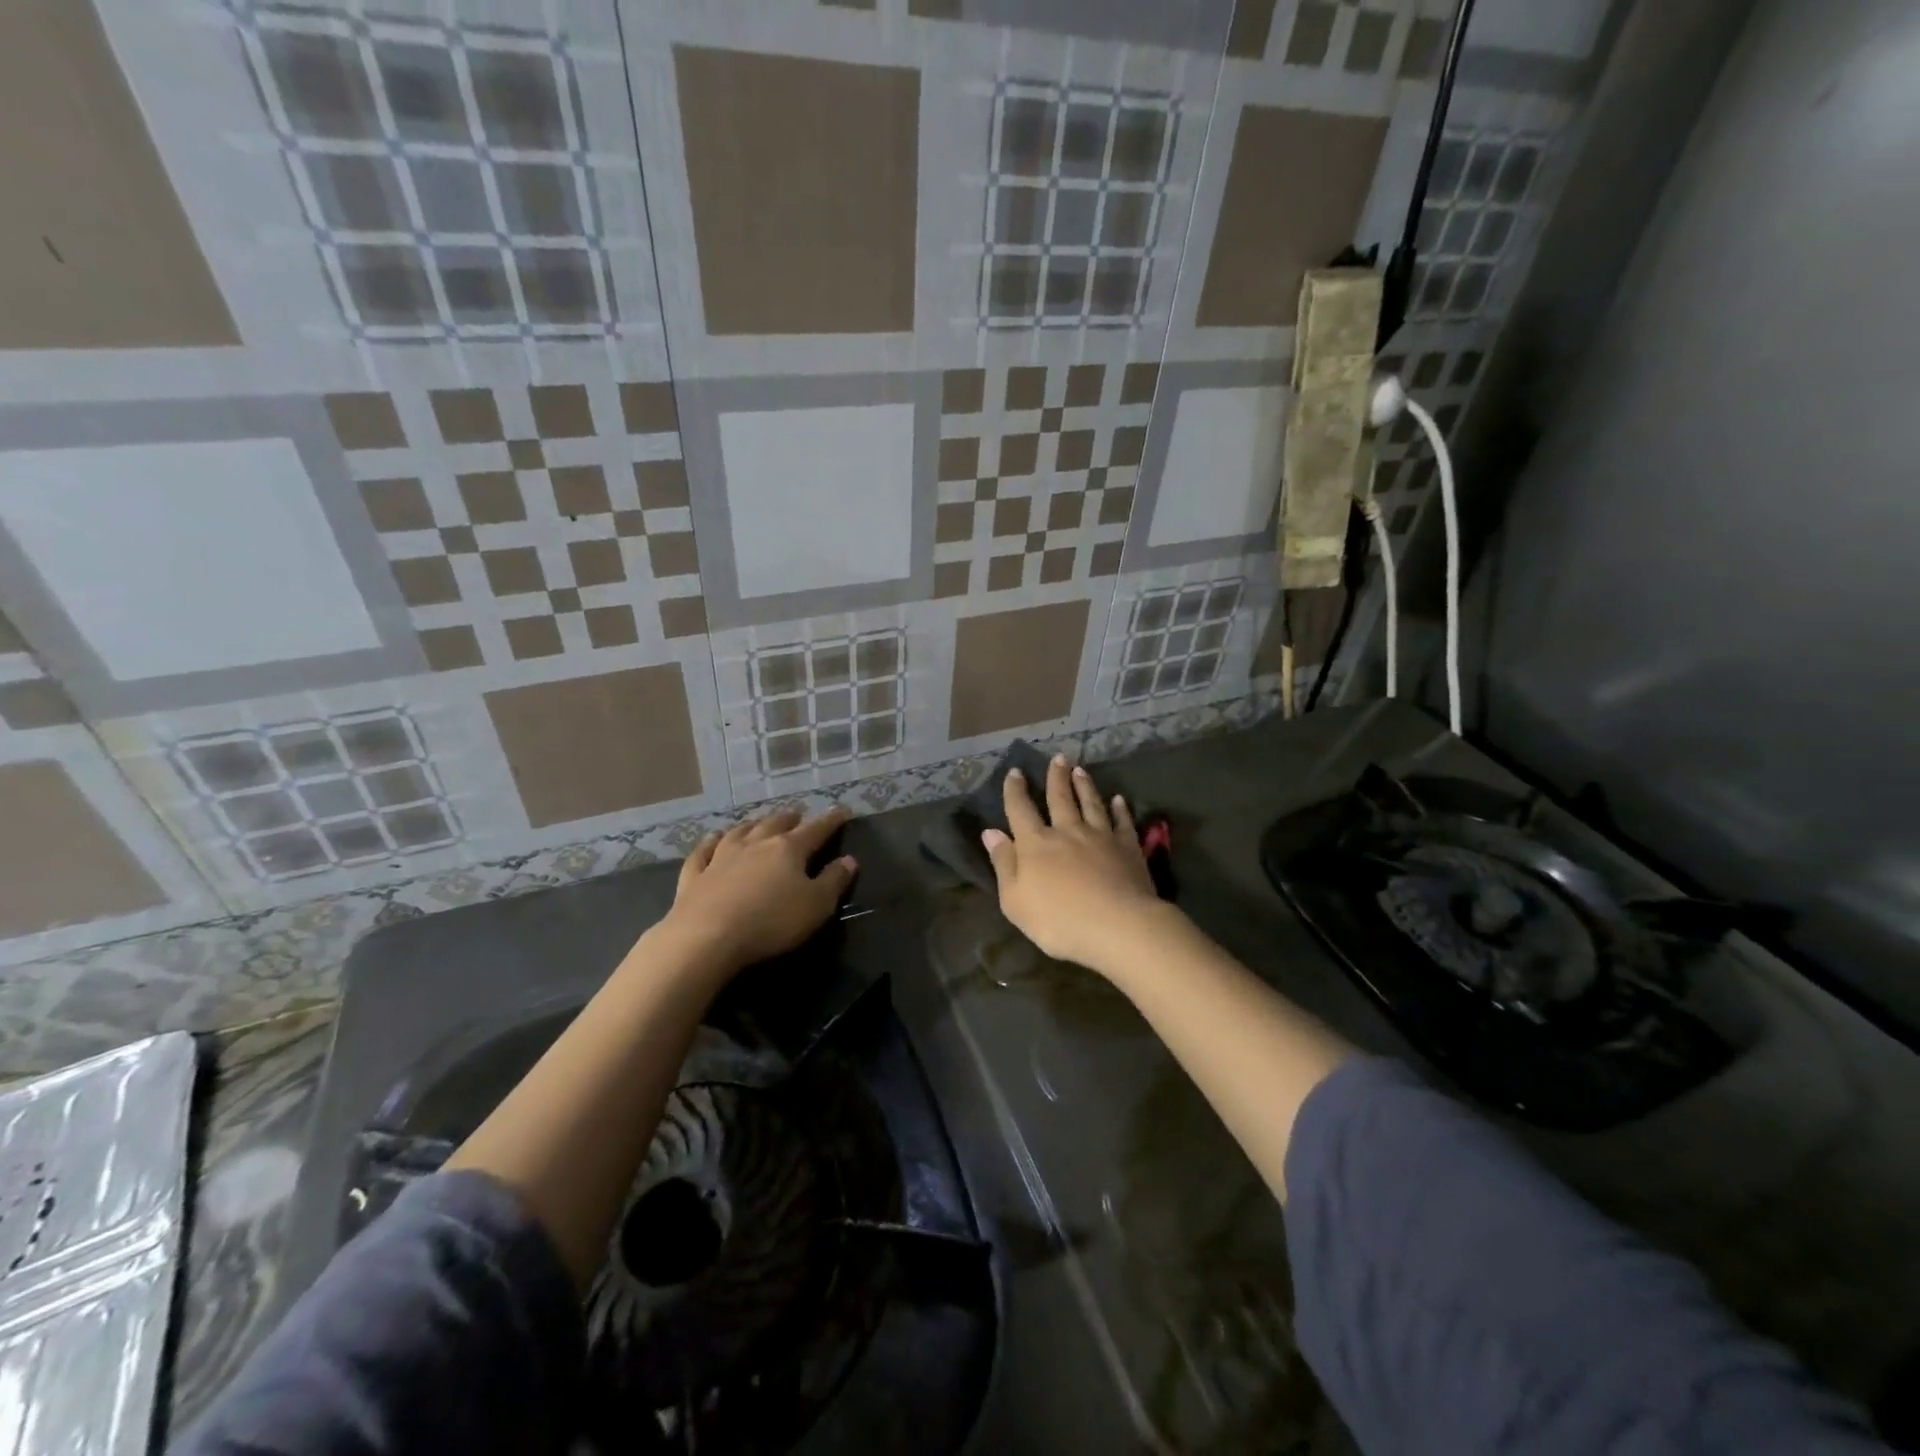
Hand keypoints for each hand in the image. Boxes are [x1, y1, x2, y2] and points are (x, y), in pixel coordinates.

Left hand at [649, 806, 856, 976]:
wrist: (706, 938)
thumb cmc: (771, 922)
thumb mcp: (816, 905)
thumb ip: (834, 881)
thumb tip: (849, 860)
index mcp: (788, 849)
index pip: (816, 830)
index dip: (831, 820)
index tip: (842, 810)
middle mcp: (755, 844)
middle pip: (775, 824)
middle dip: (790, 818)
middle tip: (798, 814)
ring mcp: (721, 857)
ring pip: (740, 832)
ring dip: (753, 824)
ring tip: (760, 821)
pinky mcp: (695, 876)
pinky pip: (703, 852)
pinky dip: (710, 842)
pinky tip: (713, 838)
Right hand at [982, 756, 1170, 976]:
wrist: (1118, 926)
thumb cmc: (1058, 920)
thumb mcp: (1015, 900)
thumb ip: (1004, 863)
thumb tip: (991, 832)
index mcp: (1036, 844)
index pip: (1021, 810)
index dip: (1015, 790)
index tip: (1015, 772)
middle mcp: (1067, 832)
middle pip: (1059, 798)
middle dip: (1056, 777)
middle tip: (1057, 758)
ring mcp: (1100, 837)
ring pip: (1091, 803)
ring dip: (1084, 785)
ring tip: (1080, 769)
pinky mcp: (1127, 848)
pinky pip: (1122, 822)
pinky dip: (1119, 809)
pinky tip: (1119, 800)